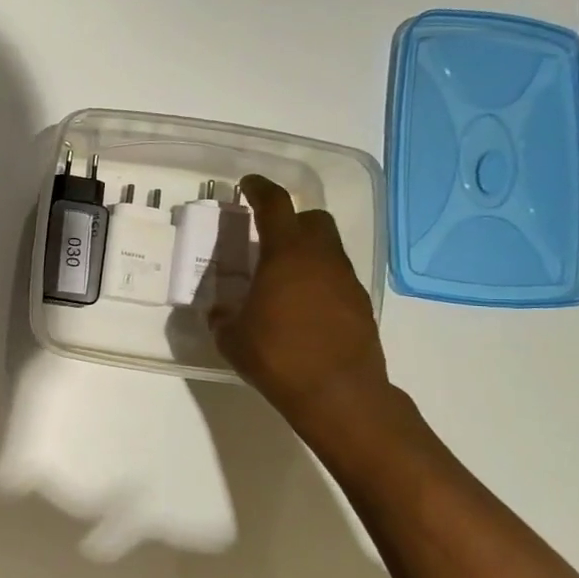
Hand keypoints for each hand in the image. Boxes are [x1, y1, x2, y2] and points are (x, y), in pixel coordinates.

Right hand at [209, 174, 389, 430]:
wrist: (338, 393)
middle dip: (290, 220)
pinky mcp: (360, 305)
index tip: (247, 184)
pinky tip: (302, 307)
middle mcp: (321, 258)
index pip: (275, 205)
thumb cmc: (278, 357)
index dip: (260, 189)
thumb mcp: (232, 339)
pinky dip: (319, 280)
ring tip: (282, 278)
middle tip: (267, 237)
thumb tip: (218, 312)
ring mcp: (346, 281)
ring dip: (306, 252)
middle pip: (312, 219)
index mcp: (286, 254)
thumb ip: (221, 318)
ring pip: (328, 248)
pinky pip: (336, 278)